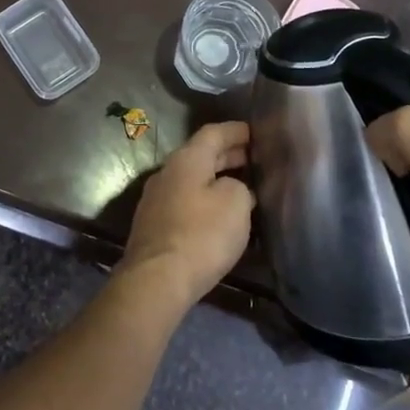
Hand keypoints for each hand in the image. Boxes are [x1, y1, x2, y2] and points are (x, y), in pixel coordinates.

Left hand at [122, 121, 253, 305]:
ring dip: (216, 178)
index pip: (213, 133)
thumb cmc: (201, 234)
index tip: (255, 132)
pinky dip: (205, 199)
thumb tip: (232, 188)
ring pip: (192, 179)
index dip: (236, 130)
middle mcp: (167, 172)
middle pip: (201, 155)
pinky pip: (185, 200)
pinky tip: (220, 213)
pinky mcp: (155, 224)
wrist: (157, 279)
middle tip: (255, 158)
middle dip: (228, 155)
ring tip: (243, 185)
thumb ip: (239, 186)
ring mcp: (157, 199)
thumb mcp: (235, 203)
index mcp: (186, 159)